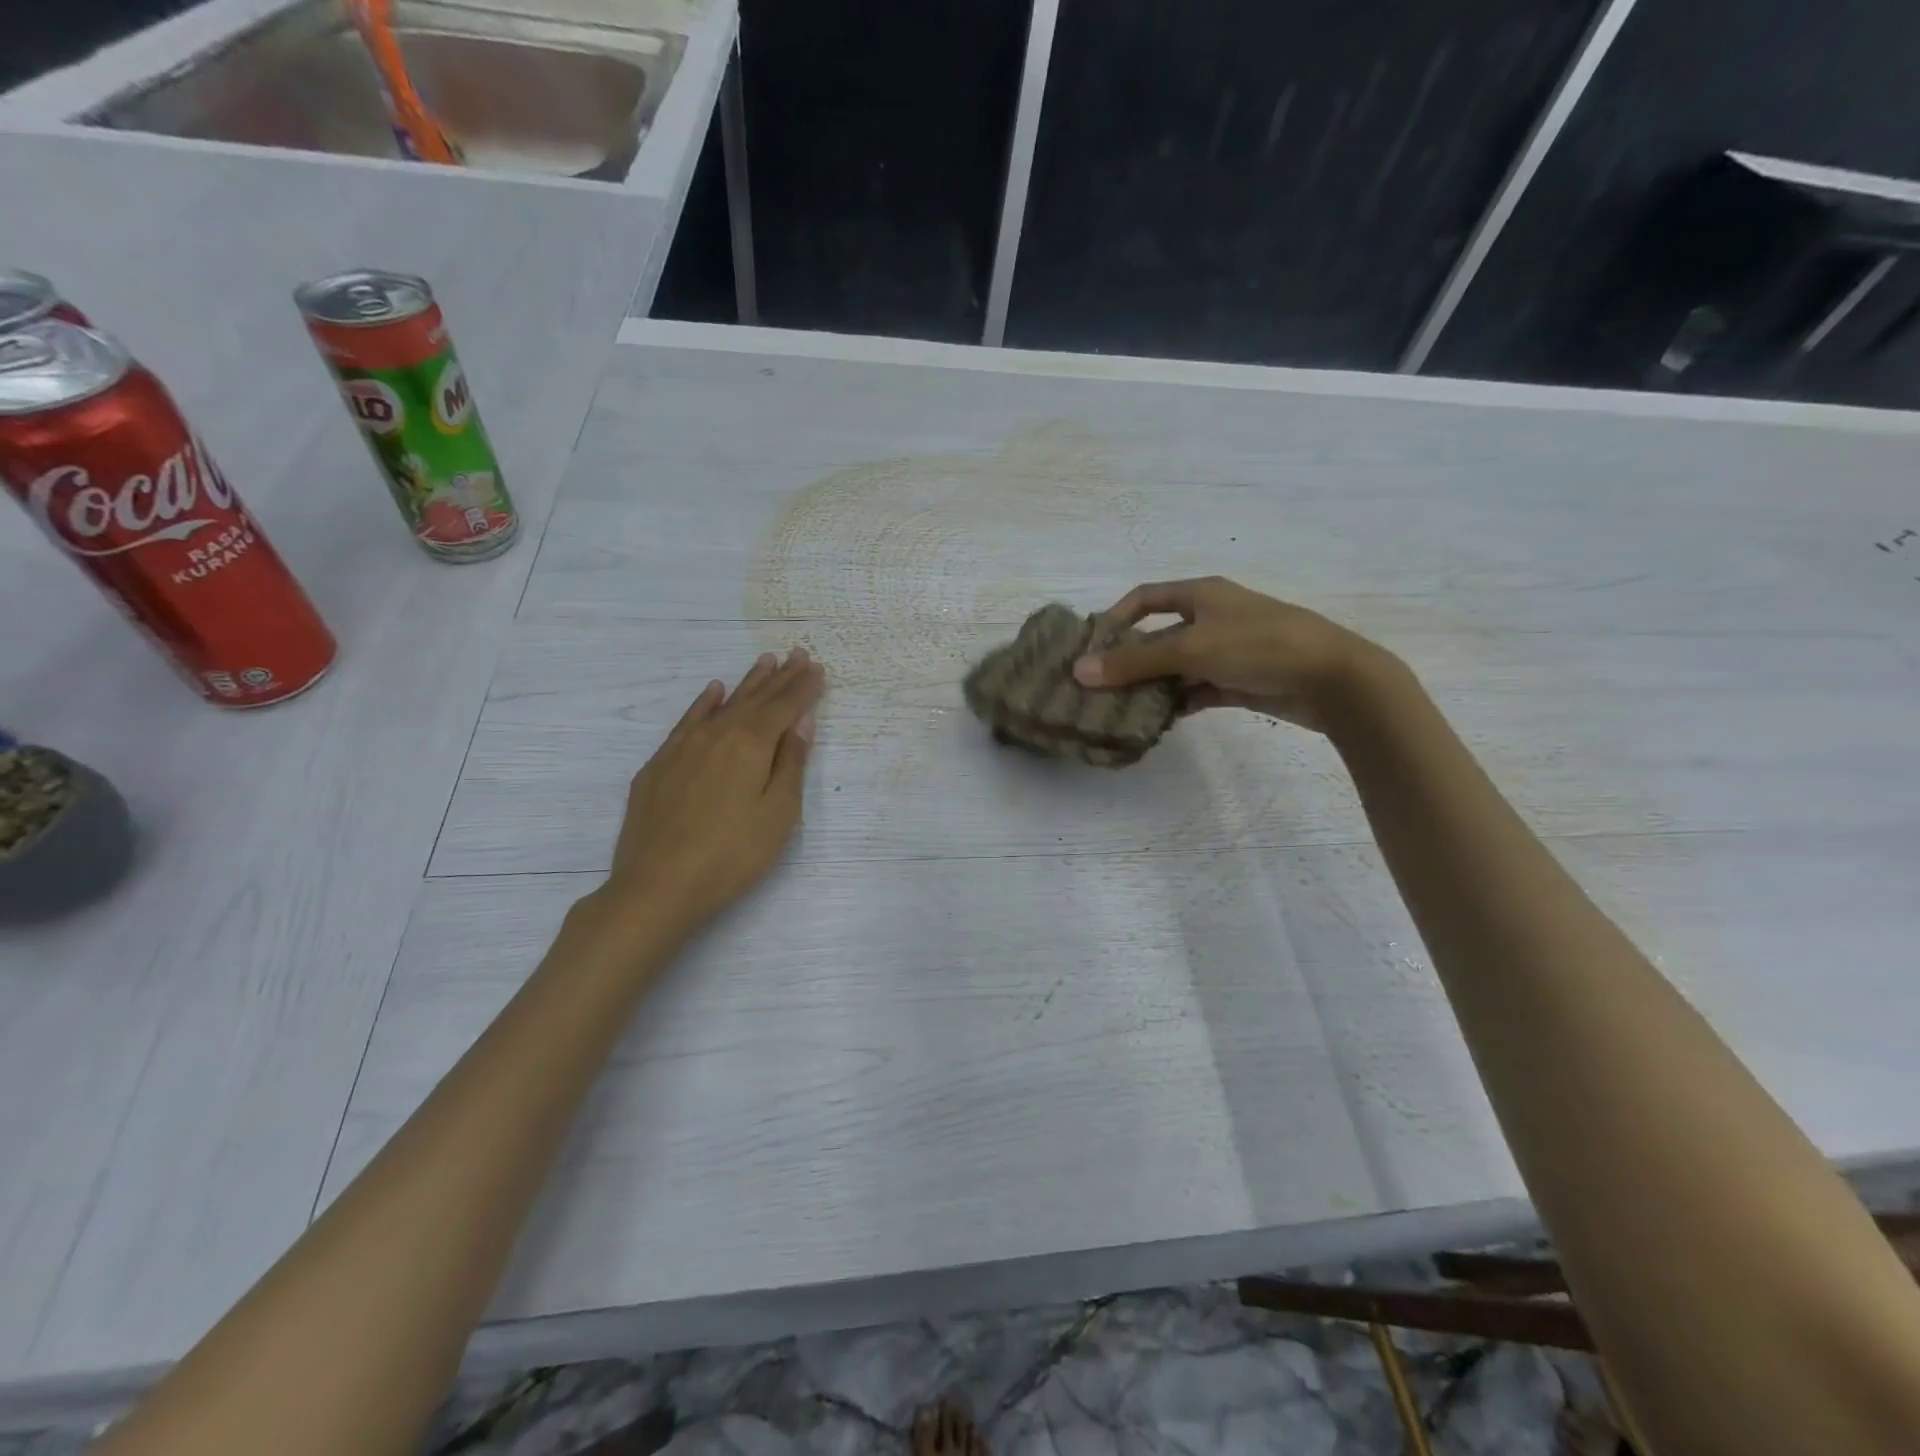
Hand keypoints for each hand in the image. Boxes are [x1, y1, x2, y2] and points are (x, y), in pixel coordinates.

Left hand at [577, 649, 825, 948]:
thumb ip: (790, 764)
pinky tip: (714, 691)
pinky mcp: (659, 764)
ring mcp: (683, 746)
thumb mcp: (778, 814)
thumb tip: (800, 724)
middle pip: (756, 699)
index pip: (784, 707)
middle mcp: (718, 734)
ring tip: (765, 661)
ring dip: (747, 683)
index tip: (817, 667)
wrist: (657, 885)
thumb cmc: (732, 855)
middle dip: (780, 677)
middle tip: (797, 653)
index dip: (803, 687)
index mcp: (751, 744)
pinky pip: (688, 720)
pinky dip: (705, 702)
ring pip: (723, 704)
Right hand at [1072, 576, 1389, 732]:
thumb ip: (1134, 662)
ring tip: (1120, 709)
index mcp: (1202, 594)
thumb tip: (1079, 671)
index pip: (1146, 597)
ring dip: (1152, 685)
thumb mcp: (1190, 649)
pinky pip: (1197, 690)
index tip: (1091, 646)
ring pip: (1177, 667)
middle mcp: (1212, 618)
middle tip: (1098, 687)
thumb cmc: (1257, 645)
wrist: (1331, 678)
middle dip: (1129, 660)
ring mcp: (1227, 651)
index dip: (1116, 617)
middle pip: (1159, 636)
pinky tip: (1157, 720)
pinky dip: (1178, 702)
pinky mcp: (1240, 681)